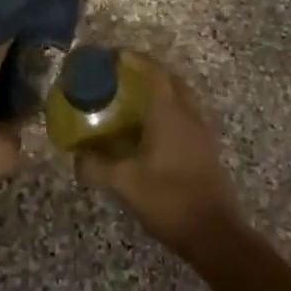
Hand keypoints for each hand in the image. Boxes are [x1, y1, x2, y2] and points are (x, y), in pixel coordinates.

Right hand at [75, 61, 243, 261]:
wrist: (215, 234)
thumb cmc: (169, 199)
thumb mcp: (125, 183)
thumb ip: (96, 166)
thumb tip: (76, 157)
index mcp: (169, 112)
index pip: (153, 71)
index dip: (134, 58)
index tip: (114, 56)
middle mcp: (188, 113)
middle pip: (170, 79)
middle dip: (147, 71)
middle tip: (122, 76)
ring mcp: (201, 131)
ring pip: (181, 97)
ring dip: (161, 91)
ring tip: (133, 101)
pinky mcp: (206, 148)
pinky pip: (186, 115)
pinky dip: (169, 111)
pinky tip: (151, 131)